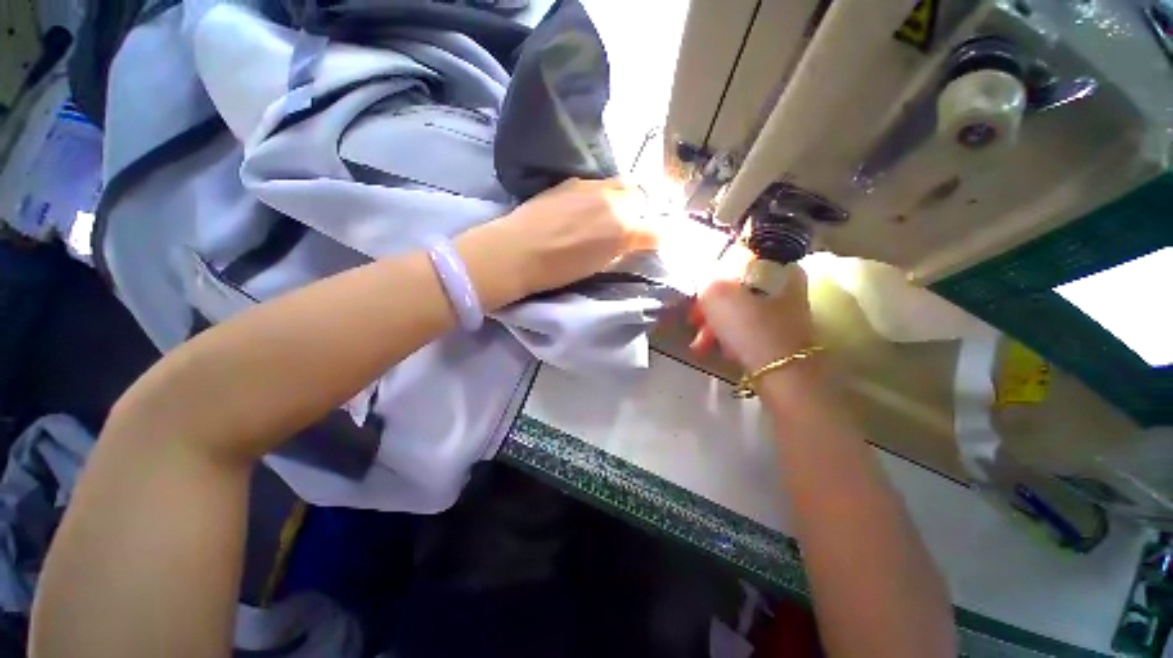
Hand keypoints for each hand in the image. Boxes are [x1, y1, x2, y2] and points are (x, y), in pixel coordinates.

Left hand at [492, 178, 659, 294]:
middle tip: (629, 223)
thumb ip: (619, 250)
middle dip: (640, 209)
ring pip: (620, 184)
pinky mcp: (571, 182)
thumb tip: (628, 242)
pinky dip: (600, 193)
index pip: (656, 230)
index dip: (659, 237)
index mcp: (623, 230)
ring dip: (621, 197)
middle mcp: (613, 202)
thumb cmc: (559, 270)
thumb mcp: (598, 266)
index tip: (655, 241)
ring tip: (607, 212)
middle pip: (640, 196)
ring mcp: (591, 187)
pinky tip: (585, 206)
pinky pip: (597, 183)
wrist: (518, 251)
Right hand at [689, 245, 817, 372]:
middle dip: (709, 305)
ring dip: (715, 323)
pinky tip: (720, 348)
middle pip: (735, 286)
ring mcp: (785, 306)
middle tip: (694, 321)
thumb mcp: (716, 291)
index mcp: (774, 262)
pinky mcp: (782, 329)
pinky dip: (731, 333)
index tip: (696, 293)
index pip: (734, 257)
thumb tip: (706, 276)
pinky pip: (748, 323)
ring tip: (700, 344)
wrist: (782, 370)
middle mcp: (784, 280)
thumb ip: (706, 276)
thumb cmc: (747, 324)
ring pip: (740, 307)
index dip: (710, 274)